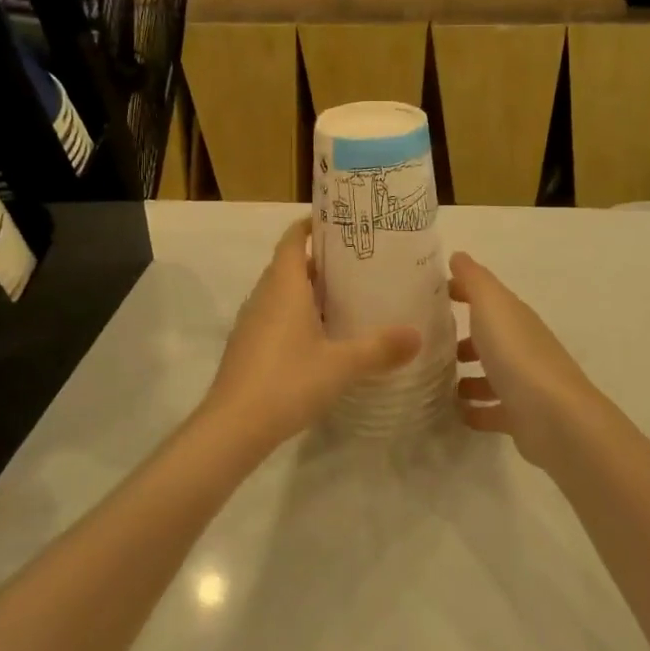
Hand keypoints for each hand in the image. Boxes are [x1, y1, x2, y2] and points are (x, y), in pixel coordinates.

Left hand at [202, 218, 420, 450]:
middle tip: (358, 262)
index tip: (340, 223)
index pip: (293, 239)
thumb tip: (417, 335)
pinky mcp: (248, 348)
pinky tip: (322, 337)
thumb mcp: (342, 365)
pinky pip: (275, 317)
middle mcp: (264, 296)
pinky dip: (297, 316)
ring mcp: (252, 323)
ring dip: (308, 290)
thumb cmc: (288, 381)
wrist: (233, 427)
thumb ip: (380, 348)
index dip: (311, 225)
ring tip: (346, 296)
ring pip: (281, 293)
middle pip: (289, 264)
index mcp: (284, 286)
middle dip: (319, 260)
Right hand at [451, 252, 606, 469]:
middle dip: (463, 338)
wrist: (554, 417)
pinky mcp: (520, 416)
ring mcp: (523, 383)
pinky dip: (475, 409)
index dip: (462, 291)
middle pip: (489, 337)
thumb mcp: (491, 305)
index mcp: (514, 317)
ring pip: (490, 374)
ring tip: (435, 381)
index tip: (431, 295)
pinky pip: (492, 410)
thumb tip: (459, 256)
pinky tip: (455, 412)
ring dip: (467, 376)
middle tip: (427, 344)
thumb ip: (474, 279)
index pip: (486, 296)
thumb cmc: (517, 353)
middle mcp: (521, 346)